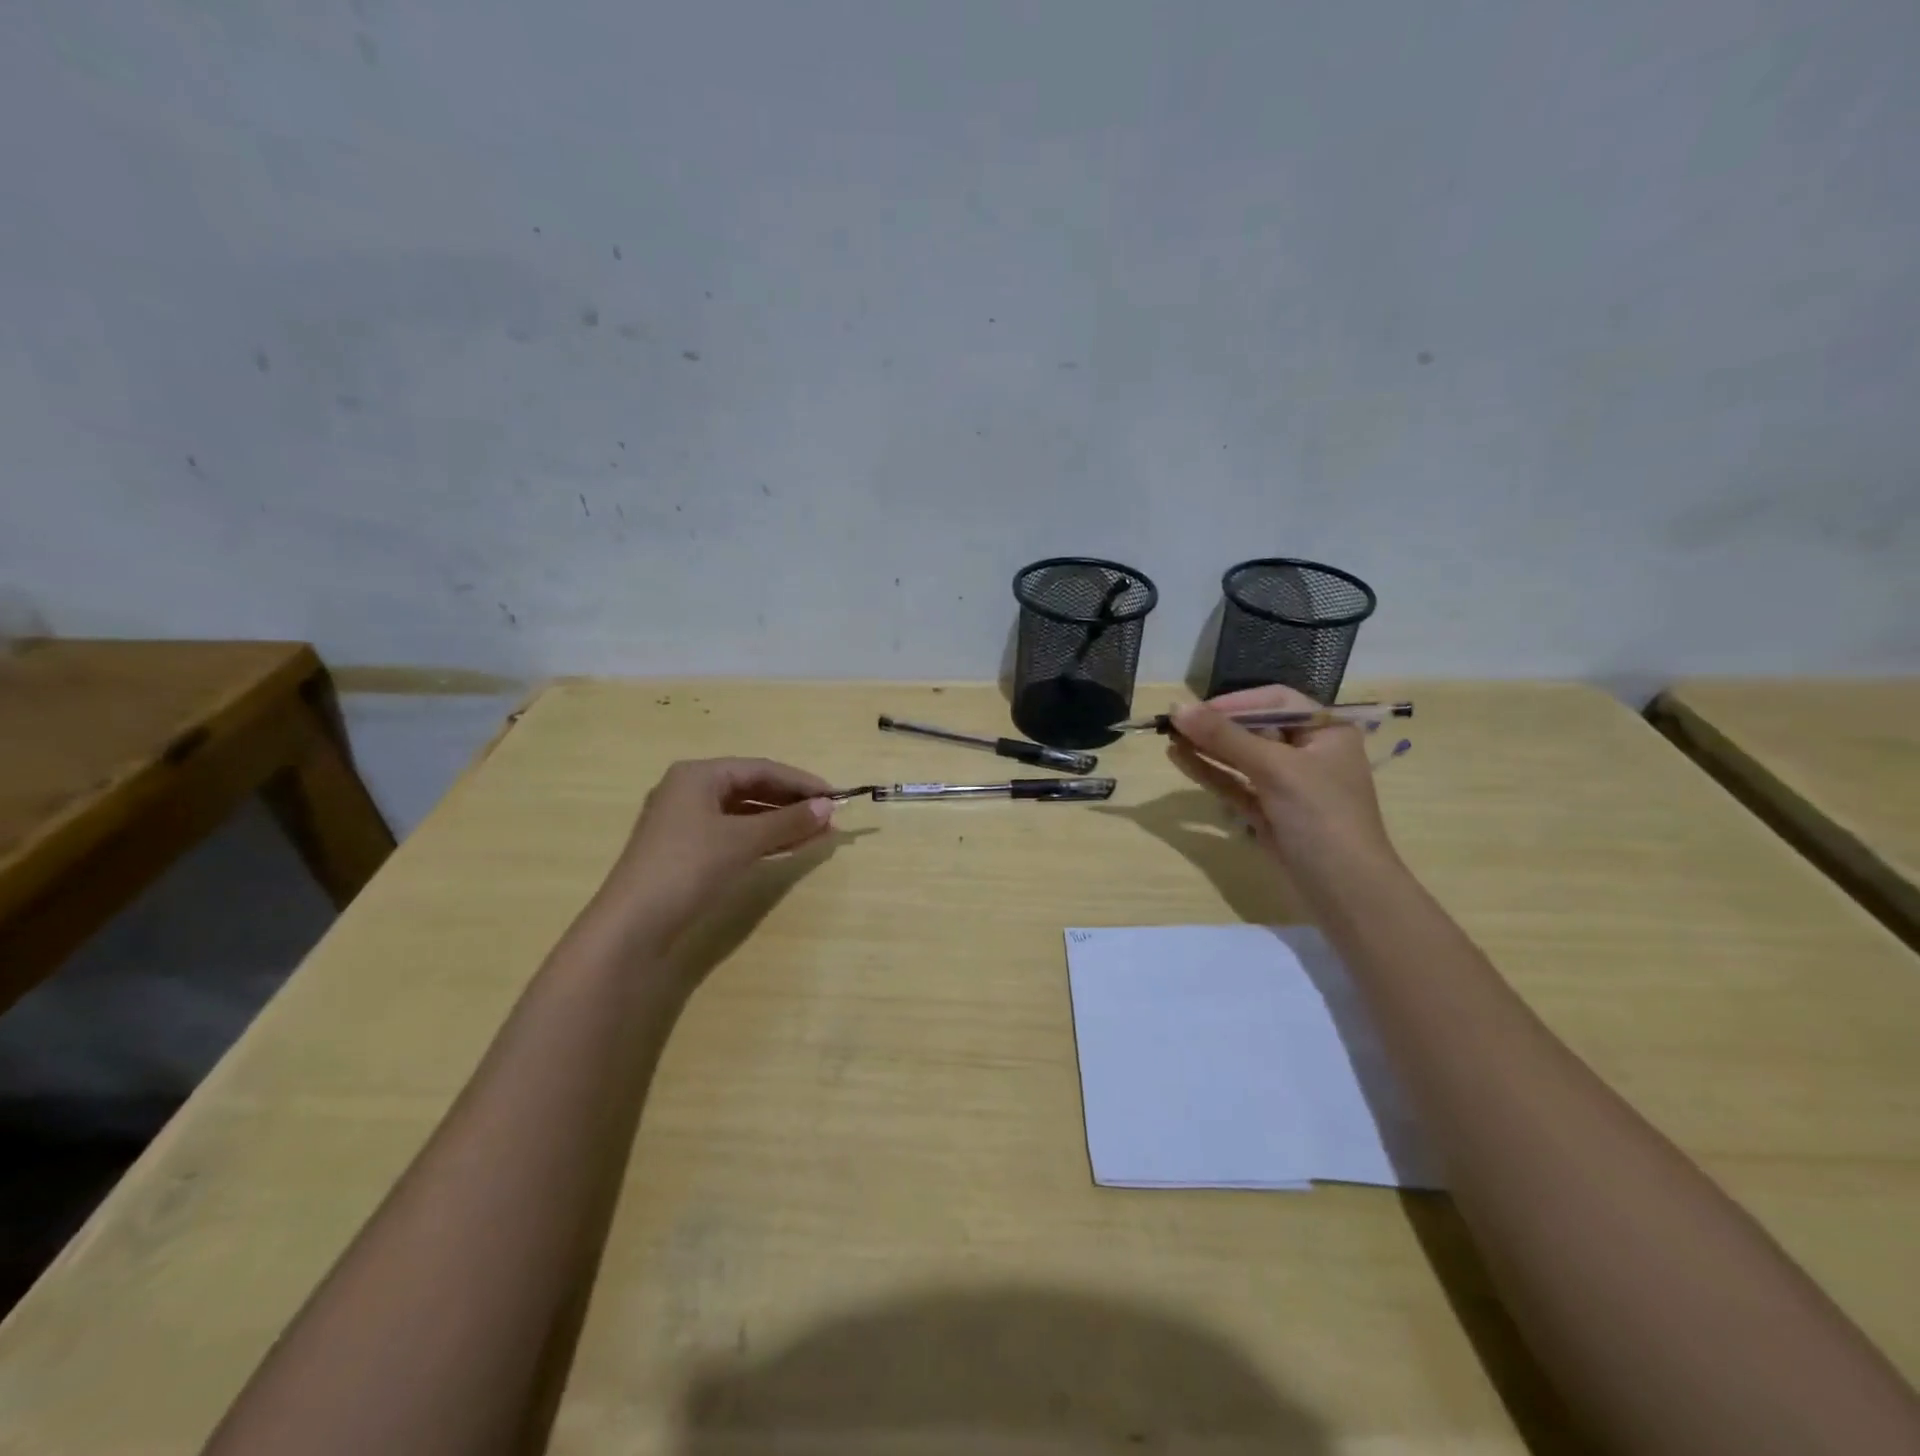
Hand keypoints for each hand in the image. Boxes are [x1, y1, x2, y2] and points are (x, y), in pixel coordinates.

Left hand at [588, 757, 836, 948]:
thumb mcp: (743, 841)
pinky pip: (733, 834)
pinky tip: (789, 848)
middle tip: (829, 818)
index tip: (836, 796)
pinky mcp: (686, 851)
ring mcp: (685, 822)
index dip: (801, 782)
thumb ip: (788, 821)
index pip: (761, 769)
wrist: (633, 925)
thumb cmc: (688, 867)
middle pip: (752, 788)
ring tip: (818, 834)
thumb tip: (829, 807)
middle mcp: (689, 790)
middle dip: (792, 803)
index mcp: (698, 775)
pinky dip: (762, 839)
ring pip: (744, 814)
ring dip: (781, 823)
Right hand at [1167, 686, 1398, 879]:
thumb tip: (1177, 707)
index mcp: (1326, 733)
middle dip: (1215, 725)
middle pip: (1254, 728)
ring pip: (1240, 757)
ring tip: (1168, 737)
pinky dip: (1209, 771)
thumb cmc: (1321, 816)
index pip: (1276, 702)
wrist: (1344, 890)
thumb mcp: (1275, 769)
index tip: (1197, 709)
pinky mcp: (1268, 812)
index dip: (1236, 702)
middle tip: (1173, 722)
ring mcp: (1286, 785)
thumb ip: (1225, 737)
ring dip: (1206, 747)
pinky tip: (1179, 758)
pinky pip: (1234, 784)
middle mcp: (1308, 753)